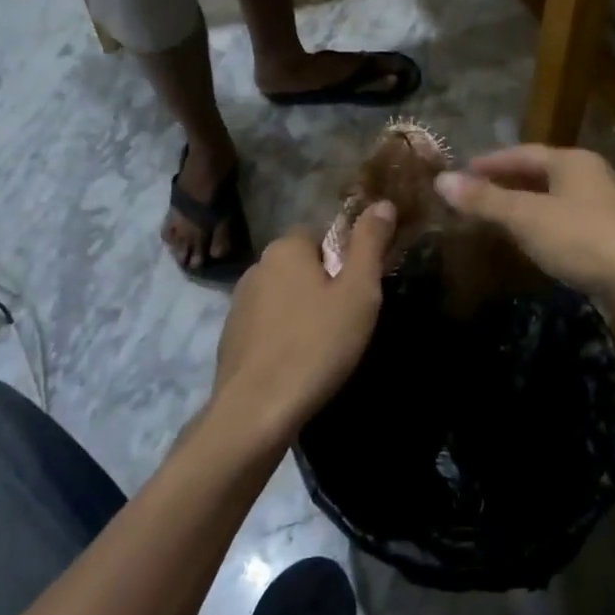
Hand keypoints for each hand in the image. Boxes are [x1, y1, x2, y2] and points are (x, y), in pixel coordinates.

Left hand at [210, 201, 398, 442]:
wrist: (256, 411)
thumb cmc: (316, 344)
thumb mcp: (358, 292)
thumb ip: (370, 243)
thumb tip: (383, 203)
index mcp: (285, 247)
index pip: (323, 235)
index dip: (346, 260)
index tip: (361, 291)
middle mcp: (257, 265)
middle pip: (303, 265)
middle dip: (325, 286)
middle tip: (348, 321)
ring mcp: (239, 303)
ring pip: (285, 295)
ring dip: (304, 311)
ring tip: (325, 346)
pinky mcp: (232, 336)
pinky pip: (269, 324)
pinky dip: (284, 335)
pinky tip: (298, 362)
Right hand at [434, 145, 614, 302]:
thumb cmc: (584, 239)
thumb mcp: (528, 218)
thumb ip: (485, 200)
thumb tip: (441, 180)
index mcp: (572, 161)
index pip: (521, 153)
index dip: (489, 162)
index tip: (462, 172)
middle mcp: (591, 175)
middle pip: (539, 173)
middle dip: (505, 184)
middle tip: (474, 196)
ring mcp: (606, 205)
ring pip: (554, 198)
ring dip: (525, 205)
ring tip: (496, 218)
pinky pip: (567, 220)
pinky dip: (543, 224)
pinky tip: (533, 242)